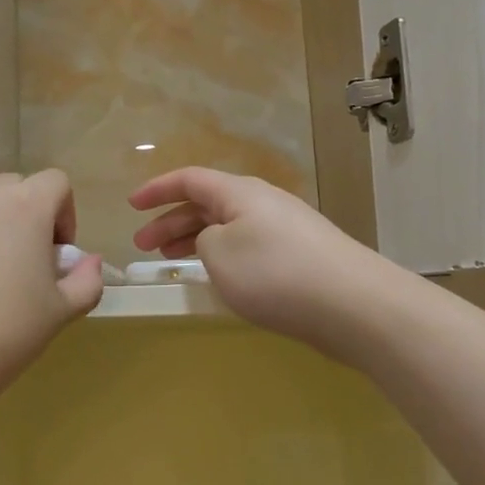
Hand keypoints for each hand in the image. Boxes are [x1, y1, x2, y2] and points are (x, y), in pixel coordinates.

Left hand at [0, 170, 102, 421]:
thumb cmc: (4, 332)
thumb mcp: (60, 312)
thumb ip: (86, 280)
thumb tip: (89, 262)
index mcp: (24, 205)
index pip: (55, 182)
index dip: (65, 214)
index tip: (57, 255)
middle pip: (14, 186)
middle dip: (28, 215)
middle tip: (25, 263)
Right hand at [130, 167, 399, 364]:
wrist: (353, 305)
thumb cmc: (275, 273)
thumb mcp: (219, 252)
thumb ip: (203, 239)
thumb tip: (214, 240)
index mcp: (240, 192)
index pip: (189, 179)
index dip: (157, 190)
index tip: (131, 205)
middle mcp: (262, 203)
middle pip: (207, 203)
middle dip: (170, 221)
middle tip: (144, 246)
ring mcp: (284, 230)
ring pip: (227, 227)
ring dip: (194, 240)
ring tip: (170, 260)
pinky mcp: (299, 258)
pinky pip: (247, 247)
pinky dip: (221, 257)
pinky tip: (216, 277)